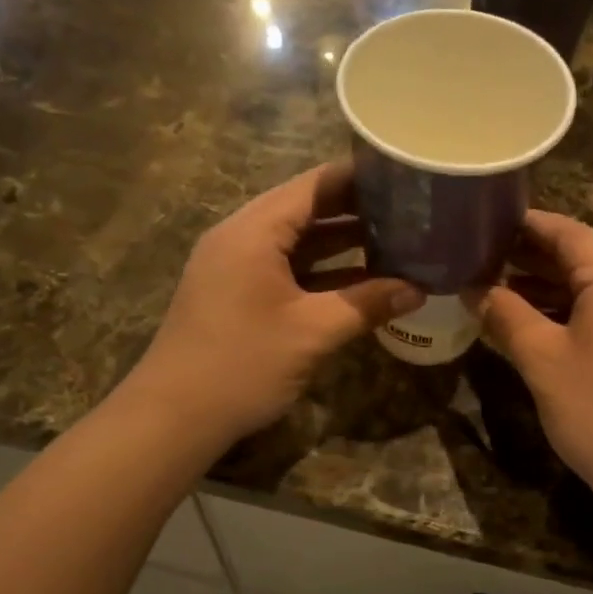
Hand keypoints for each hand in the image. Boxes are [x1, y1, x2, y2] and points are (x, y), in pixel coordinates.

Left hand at [128, 163, 422, 446]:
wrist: (173, 417)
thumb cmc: (243, 365)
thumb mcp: (312, 333)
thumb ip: (367, 304)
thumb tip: (418, 289)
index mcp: (254, 231)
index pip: (315, 185)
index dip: (360, 177)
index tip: (405, 176)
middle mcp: (241, 236)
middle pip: (306, 209)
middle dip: (357, 211)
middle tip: (410, 211)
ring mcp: (235, 265)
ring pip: (297, 241)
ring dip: (341, 243)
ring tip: (396, 241)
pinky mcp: (236, 292)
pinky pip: (285, 267)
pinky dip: (321, 270)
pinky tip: (360, 281)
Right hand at [476, 212, 592, 509]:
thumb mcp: (543, 361)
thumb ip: (505, 314)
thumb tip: (473, 288)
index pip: (566, 231)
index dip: (522, 226)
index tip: (483, 225)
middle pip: (587, 256)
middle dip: (534, 260)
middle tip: (482, 261)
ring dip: (557, 288)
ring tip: (503, 291)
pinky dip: (585, 310)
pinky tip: (546, 321)